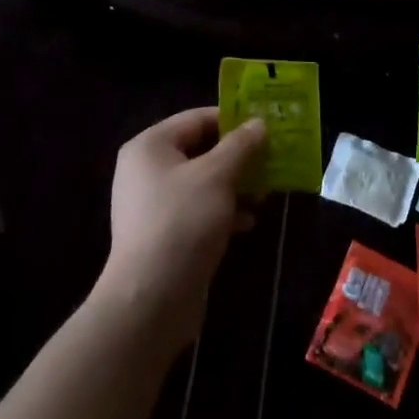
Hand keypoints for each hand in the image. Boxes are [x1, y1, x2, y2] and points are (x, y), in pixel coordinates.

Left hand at [95, 107, 265, 353]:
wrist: (151, 300)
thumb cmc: (183, 222)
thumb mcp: (218, 176)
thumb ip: (241, 145)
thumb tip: (258, 123)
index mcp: (151, 146)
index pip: (198, 118)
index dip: (233, 120)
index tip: (266, 127)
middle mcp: (147, 169)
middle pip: (201, 150)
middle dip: (239, 157)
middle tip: (272, 160)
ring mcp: (153, 204)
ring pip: (203, 182)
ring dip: (236, 185)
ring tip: (266, 193)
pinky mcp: (164, 234)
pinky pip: (198, 209)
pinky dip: (224, 210)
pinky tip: (248, 222)